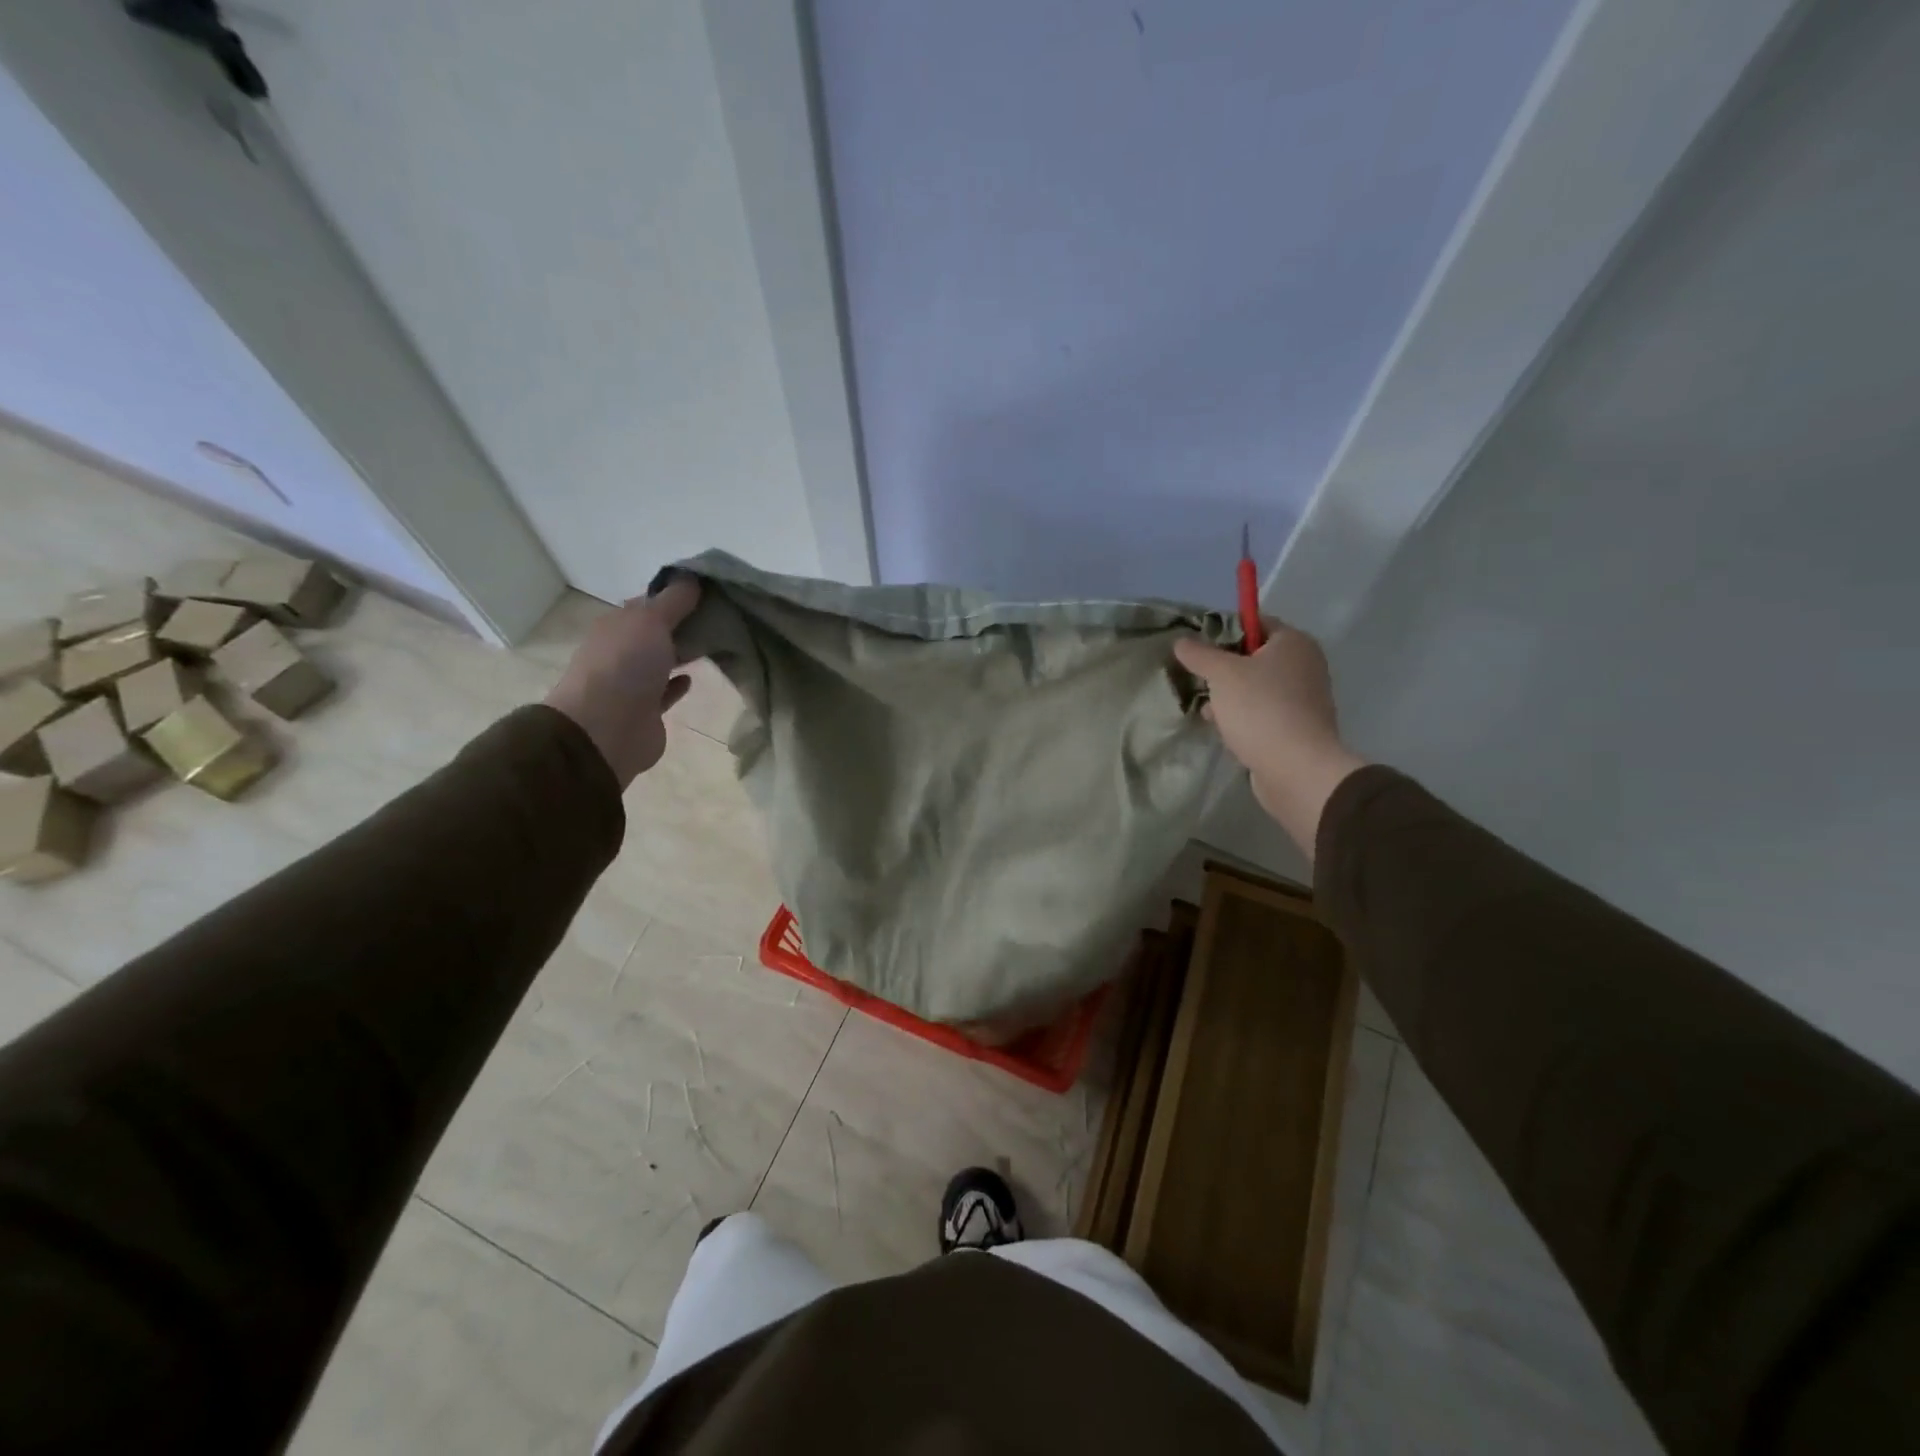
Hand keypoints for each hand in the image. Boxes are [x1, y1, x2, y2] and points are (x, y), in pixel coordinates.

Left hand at [545, 579, 700, 788]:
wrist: (605, 729)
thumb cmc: (625, 666)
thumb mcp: (650, 620)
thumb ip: (674, 600)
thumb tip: (693, 577)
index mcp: (617, 624)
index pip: (649, 603)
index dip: (676, 595)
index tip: (710, 592)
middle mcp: (622, 651)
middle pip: (657, 632)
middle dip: (684, 624)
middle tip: (723, 618)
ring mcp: (632, 683)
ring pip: (662, 661)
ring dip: (683, 653)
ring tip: (717, 645)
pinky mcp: (646, 711)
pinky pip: (665, 692)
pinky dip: (678, 683)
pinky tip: (694, 677)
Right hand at [1173, 622, 1366, 861]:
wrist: (1296, 769)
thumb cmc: (1261, 709)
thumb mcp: (1222, 674)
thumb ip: (1199, 654)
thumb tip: (1182, 641)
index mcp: (1293, 642)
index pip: (1255, 622)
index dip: (1223, 630)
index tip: (1197, 647)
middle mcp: (1304, 665)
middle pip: (1253, 656)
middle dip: (1222, 668)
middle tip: (1198, 679)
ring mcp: (1303, 698)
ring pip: (1256, 687)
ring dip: (1229, 696)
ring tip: (1208, 710)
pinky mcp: (1296, 726)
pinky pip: (1262, 712)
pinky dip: (1243, 717)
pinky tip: (1223, 729)